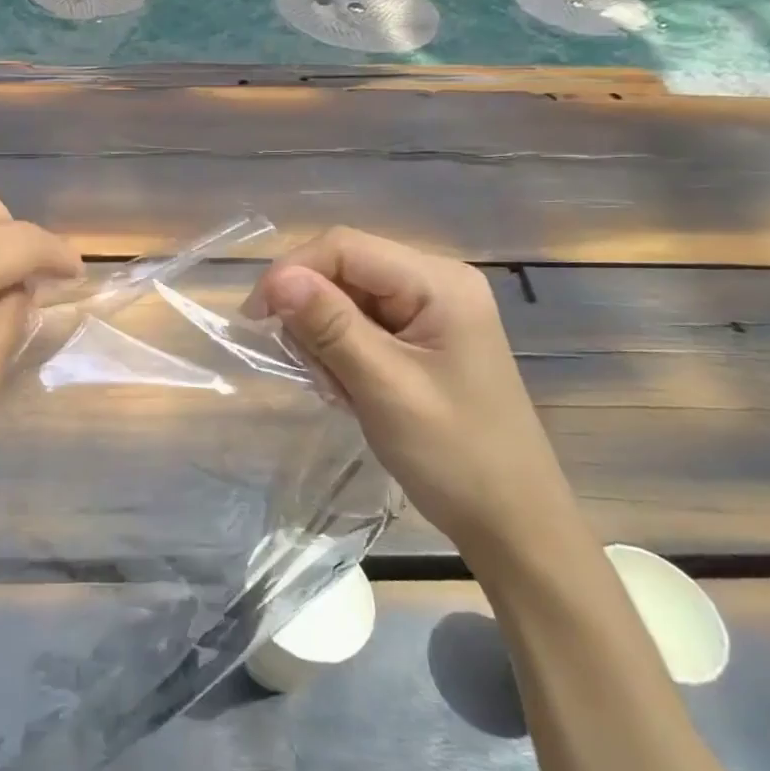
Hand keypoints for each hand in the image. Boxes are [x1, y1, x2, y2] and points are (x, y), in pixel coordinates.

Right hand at [252, 227, 580, 568]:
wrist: (512, 523)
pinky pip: (358, 324)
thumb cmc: (455, 455)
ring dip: (323, 339)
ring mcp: (429, 309)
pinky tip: (349, 390)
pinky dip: (339, 353)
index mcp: (438, 282)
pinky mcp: (419, 336)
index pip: (344, 247)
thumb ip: (330, 326)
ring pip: (343, 298)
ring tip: (336, 389)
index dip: (292, 272)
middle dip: (310, 313)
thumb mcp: (384, 387)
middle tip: (307, 369)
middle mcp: (434, 282)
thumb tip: (277, 278)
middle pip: (343, 269)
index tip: (256, 319)